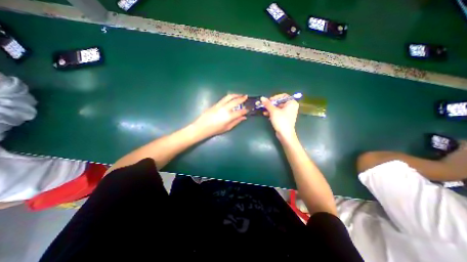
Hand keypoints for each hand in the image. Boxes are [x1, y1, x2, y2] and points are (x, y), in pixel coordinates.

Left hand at [191, 94, 247, 139]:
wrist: (202, 127)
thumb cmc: (215, 130)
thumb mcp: (227, 128)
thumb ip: (236, 121)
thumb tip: (244, 117)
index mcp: (229, 116)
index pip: (240, 111)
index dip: (245, 110)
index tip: (249, 108)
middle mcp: (225, 109)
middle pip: (235, 101)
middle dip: (242, 98)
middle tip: (246, 97)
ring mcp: (220, 105)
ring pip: (229, 97)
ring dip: (236, 94)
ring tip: (240, 94)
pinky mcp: (215, 104)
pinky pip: (224, 98)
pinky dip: (230, 97)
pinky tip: (232, 98)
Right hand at [261, 95, 296, 141]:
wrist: (285, 134)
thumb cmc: (281, 121)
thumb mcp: (273, 111)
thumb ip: (267, 104)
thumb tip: (262, 97)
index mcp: (291, 103)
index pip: (282, 96)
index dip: (275, 98)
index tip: (268, 101)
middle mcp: (291, 106)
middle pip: (279, 102)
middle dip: (271, 104)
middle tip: (264, 106)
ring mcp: (288, 113)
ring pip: (277, 108)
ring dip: (270, 109)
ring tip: (264, 111)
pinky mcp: (284, 118)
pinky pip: (278, 113)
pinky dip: (272, 113)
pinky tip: (266, 115)